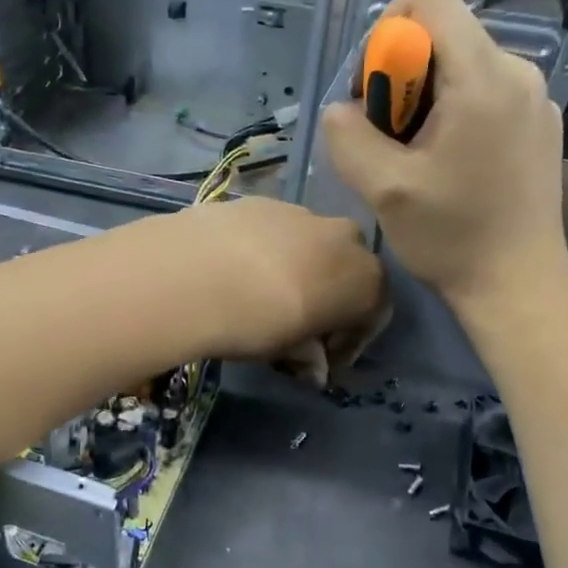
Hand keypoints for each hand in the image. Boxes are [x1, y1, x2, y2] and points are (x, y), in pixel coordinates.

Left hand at [147, 196, 385, 368]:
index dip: (349, 343)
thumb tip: (314, 366)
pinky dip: (267, 251)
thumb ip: (309, 356)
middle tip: (298, 328)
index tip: (324, 362)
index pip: (372, 314)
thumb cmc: (258, 322)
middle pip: (346, 271)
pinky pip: (276, 231)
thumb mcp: (288, 352)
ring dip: (298, 271)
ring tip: (262, 298)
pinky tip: (237, 272)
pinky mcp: (261, 201)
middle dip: (329, 299)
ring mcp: (302, 212)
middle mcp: (344, 238)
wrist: (195, 273)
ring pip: (311, 246)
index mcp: (366, 279)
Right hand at [322, 0, 567, 312]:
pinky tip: (448, 164)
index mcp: (481, 75)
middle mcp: (515, 69)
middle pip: (439, 30)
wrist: (519, 284)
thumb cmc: (452, 237)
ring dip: (422, 98)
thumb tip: (342, 109)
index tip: (378, 92)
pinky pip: (481, 87)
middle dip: (399, 75)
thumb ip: (348, 135)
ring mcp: (532, 93)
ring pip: (456, 61)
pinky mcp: (536, 118)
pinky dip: (451, 111)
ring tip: (417, 157)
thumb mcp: (382, 189)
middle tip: (390, 139)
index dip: (386, 31)